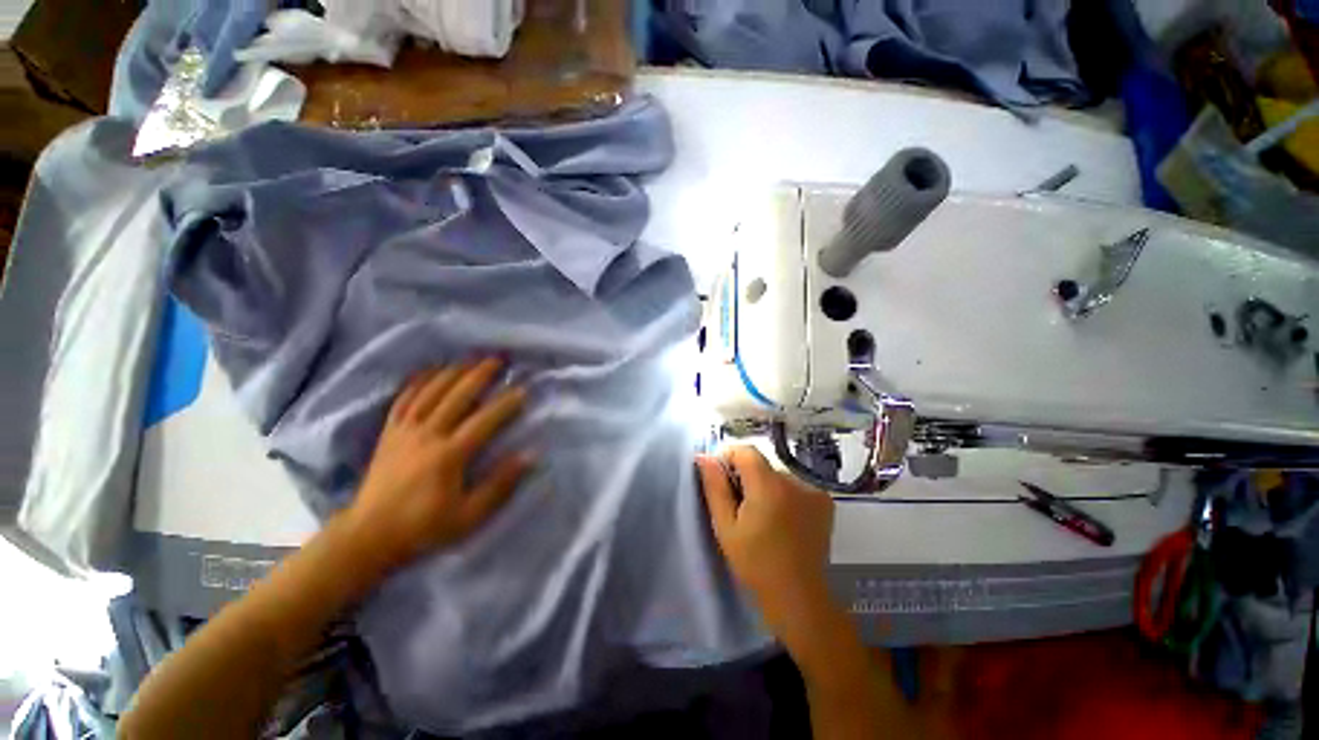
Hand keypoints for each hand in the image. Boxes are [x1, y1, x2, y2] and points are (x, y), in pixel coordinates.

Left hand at [345, 358, 530, 570]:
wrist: (368, 536)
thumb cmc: (424, 527)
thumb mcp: (469, 516)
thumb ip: (500, 484)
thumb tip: (530, 455)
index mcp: (449, 456)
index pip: (484, 421)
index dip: (506, 403)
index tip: (523, 389)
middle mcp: (427, 435)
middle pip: (457, 396)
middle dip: (480, 375)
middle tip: (499, 359)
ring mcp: (405, 431)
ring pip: (431, 391)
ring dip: (454, 371)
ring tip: (472, 358)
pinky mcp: (389, 432)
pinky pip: (404, 399)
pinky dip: (419, 381)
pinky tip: (431, 369)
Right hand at [696, 446, 837, 647]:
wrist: (798, 596)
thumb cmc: (755, 563)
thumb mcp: (726, 526)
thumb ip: (715, 487)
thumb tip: (704, 457)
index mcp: (768, 486)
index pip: (745, 451)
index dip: (729, 458)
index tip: (722, 480)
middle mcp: (795, 481)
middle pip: (762, 464)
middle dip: (746, 477)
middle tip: (740, 507)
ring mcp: (813, 490)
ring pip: (777, 475)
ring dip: (765, 486)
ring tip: (763, 517)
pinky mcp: (825, 501)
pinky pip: (795, 485)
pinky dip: (784, 494)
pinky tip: (781, 519)